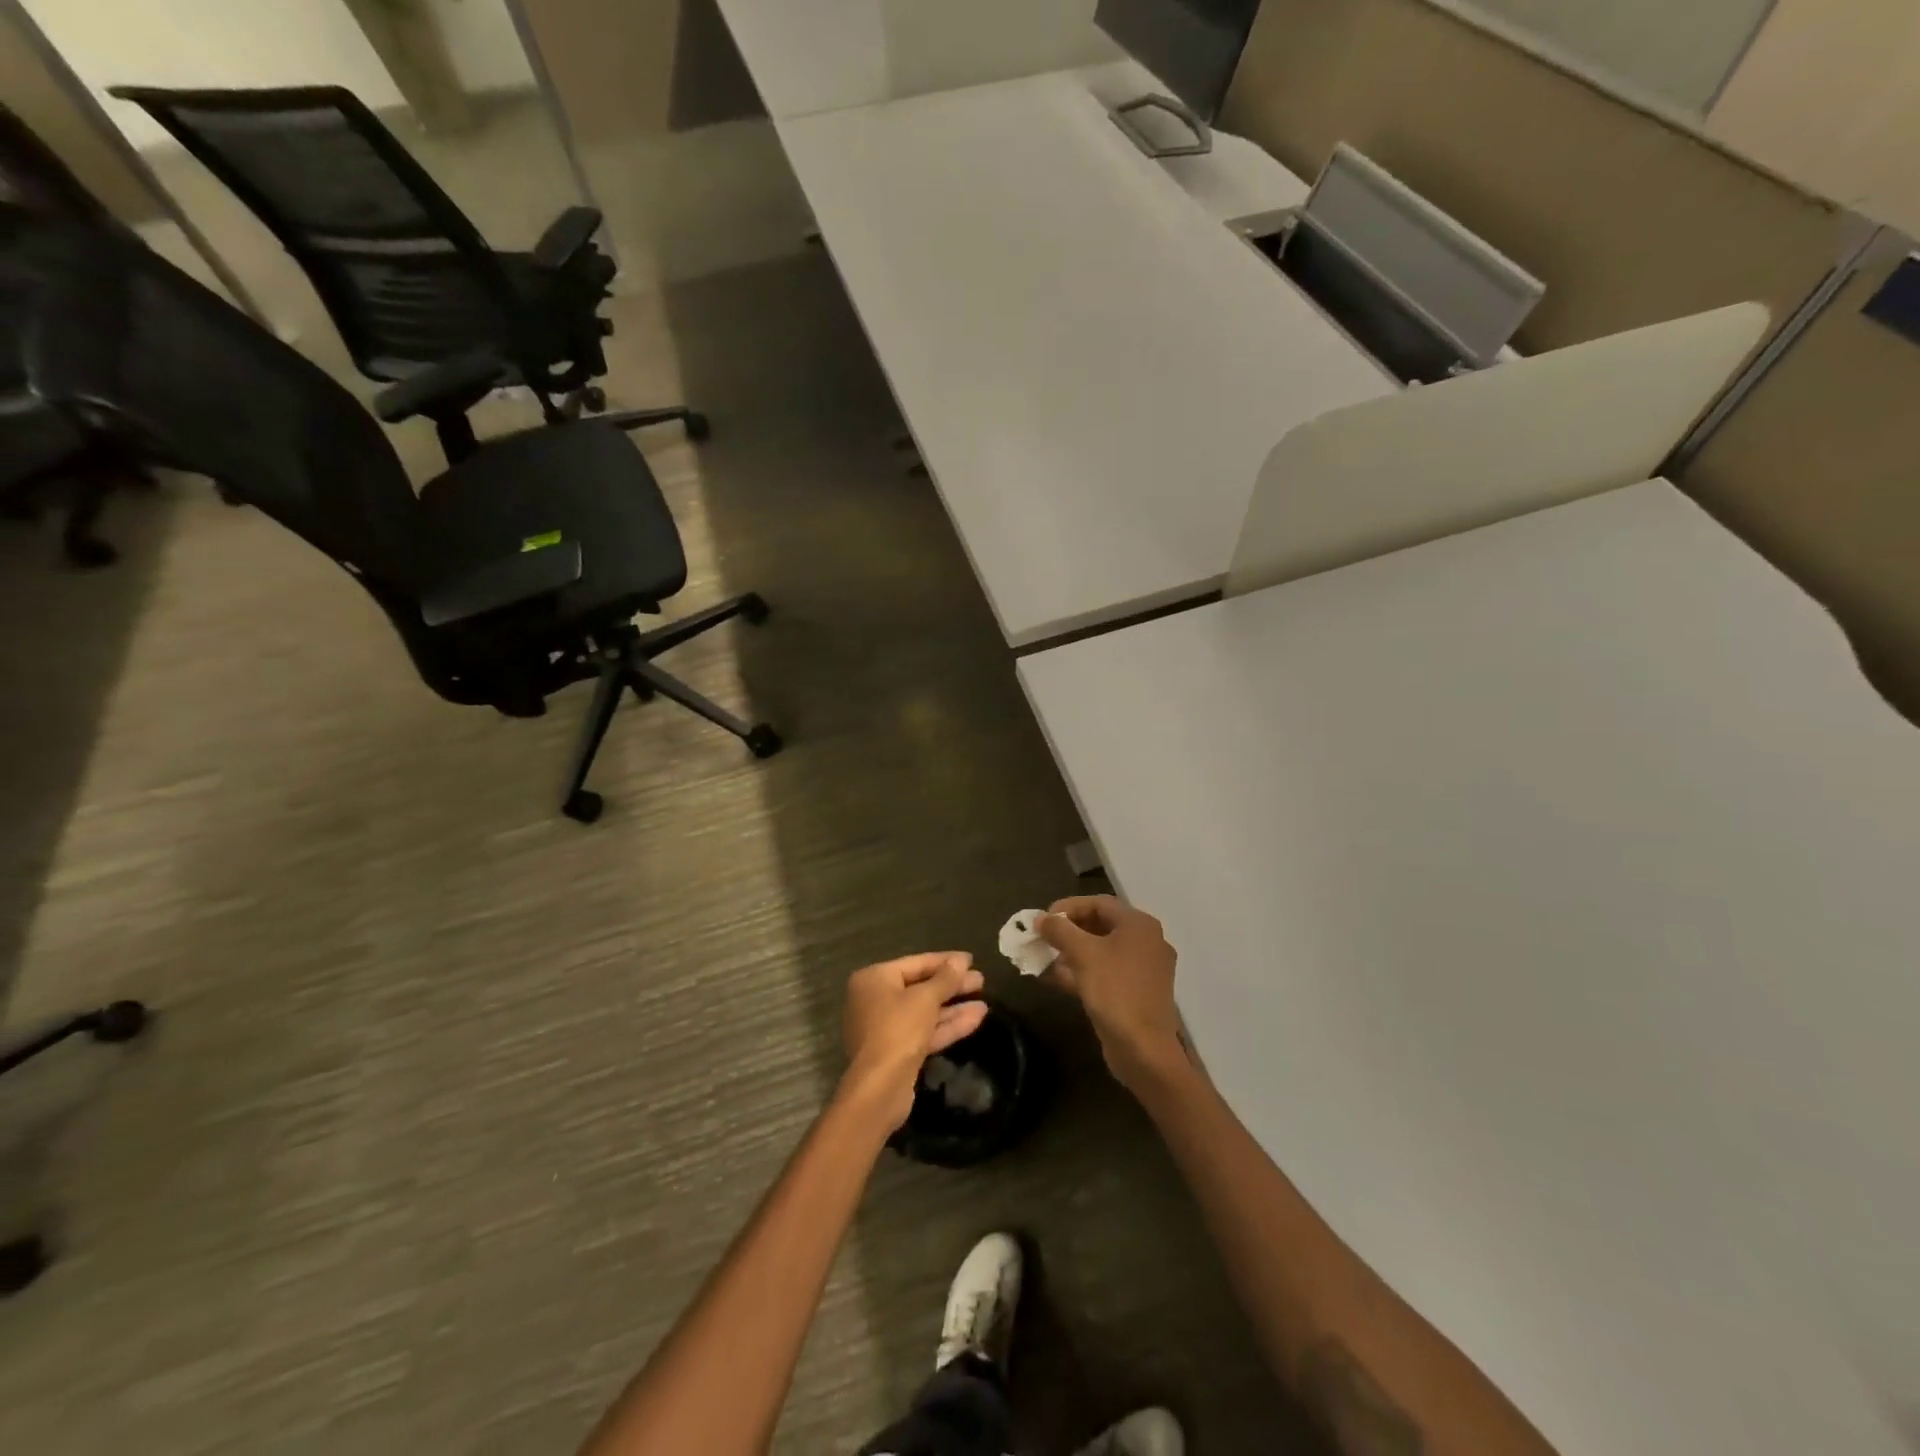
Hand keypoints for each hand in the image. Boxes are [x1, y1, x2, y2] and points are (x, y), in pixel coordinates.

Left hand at [840, 952, 988, 1130]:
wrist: (879, 1089)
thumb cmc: (898, 1030)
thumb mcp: (925, 999)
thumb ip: (945, 978)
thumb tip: (961, 960)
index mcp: (873, 980)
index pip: (915, 963)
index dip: (945, 961)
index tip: (971, 960)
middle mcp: (875, 1000)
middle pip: (920, 988)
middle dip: (952, 986)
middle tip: (981, 981)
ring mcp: (886, 1028)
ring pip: (925, 1012)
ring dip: (953, 1008)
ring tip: (984, 1002)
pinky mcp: (898, 1051)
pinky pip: (924, 1031)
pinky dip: (947, 1025)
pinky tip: (975, 1019)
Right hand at [1037, 896, 1186, 1093]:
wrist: (1143, 1049)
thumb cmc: (1115, 991)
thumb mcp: (1083, 954)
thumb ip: (1060, 930)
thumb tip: (1041, 918)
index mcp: (1139, 925)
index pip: (1099, 903)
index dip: (1068, 907)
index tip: (1043, 918)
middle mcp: (1145, 942)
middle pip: (1100, 925)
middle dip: (1068, 931)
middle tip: (1042, 937)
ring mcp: (1142, 970)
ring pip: (1101, 951)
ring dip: (1071, 953)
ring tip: (1042, 957)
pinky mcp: (1135, 993)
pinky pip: (1105, 973)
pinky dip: (1081, 972)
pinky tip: (1054, 978)